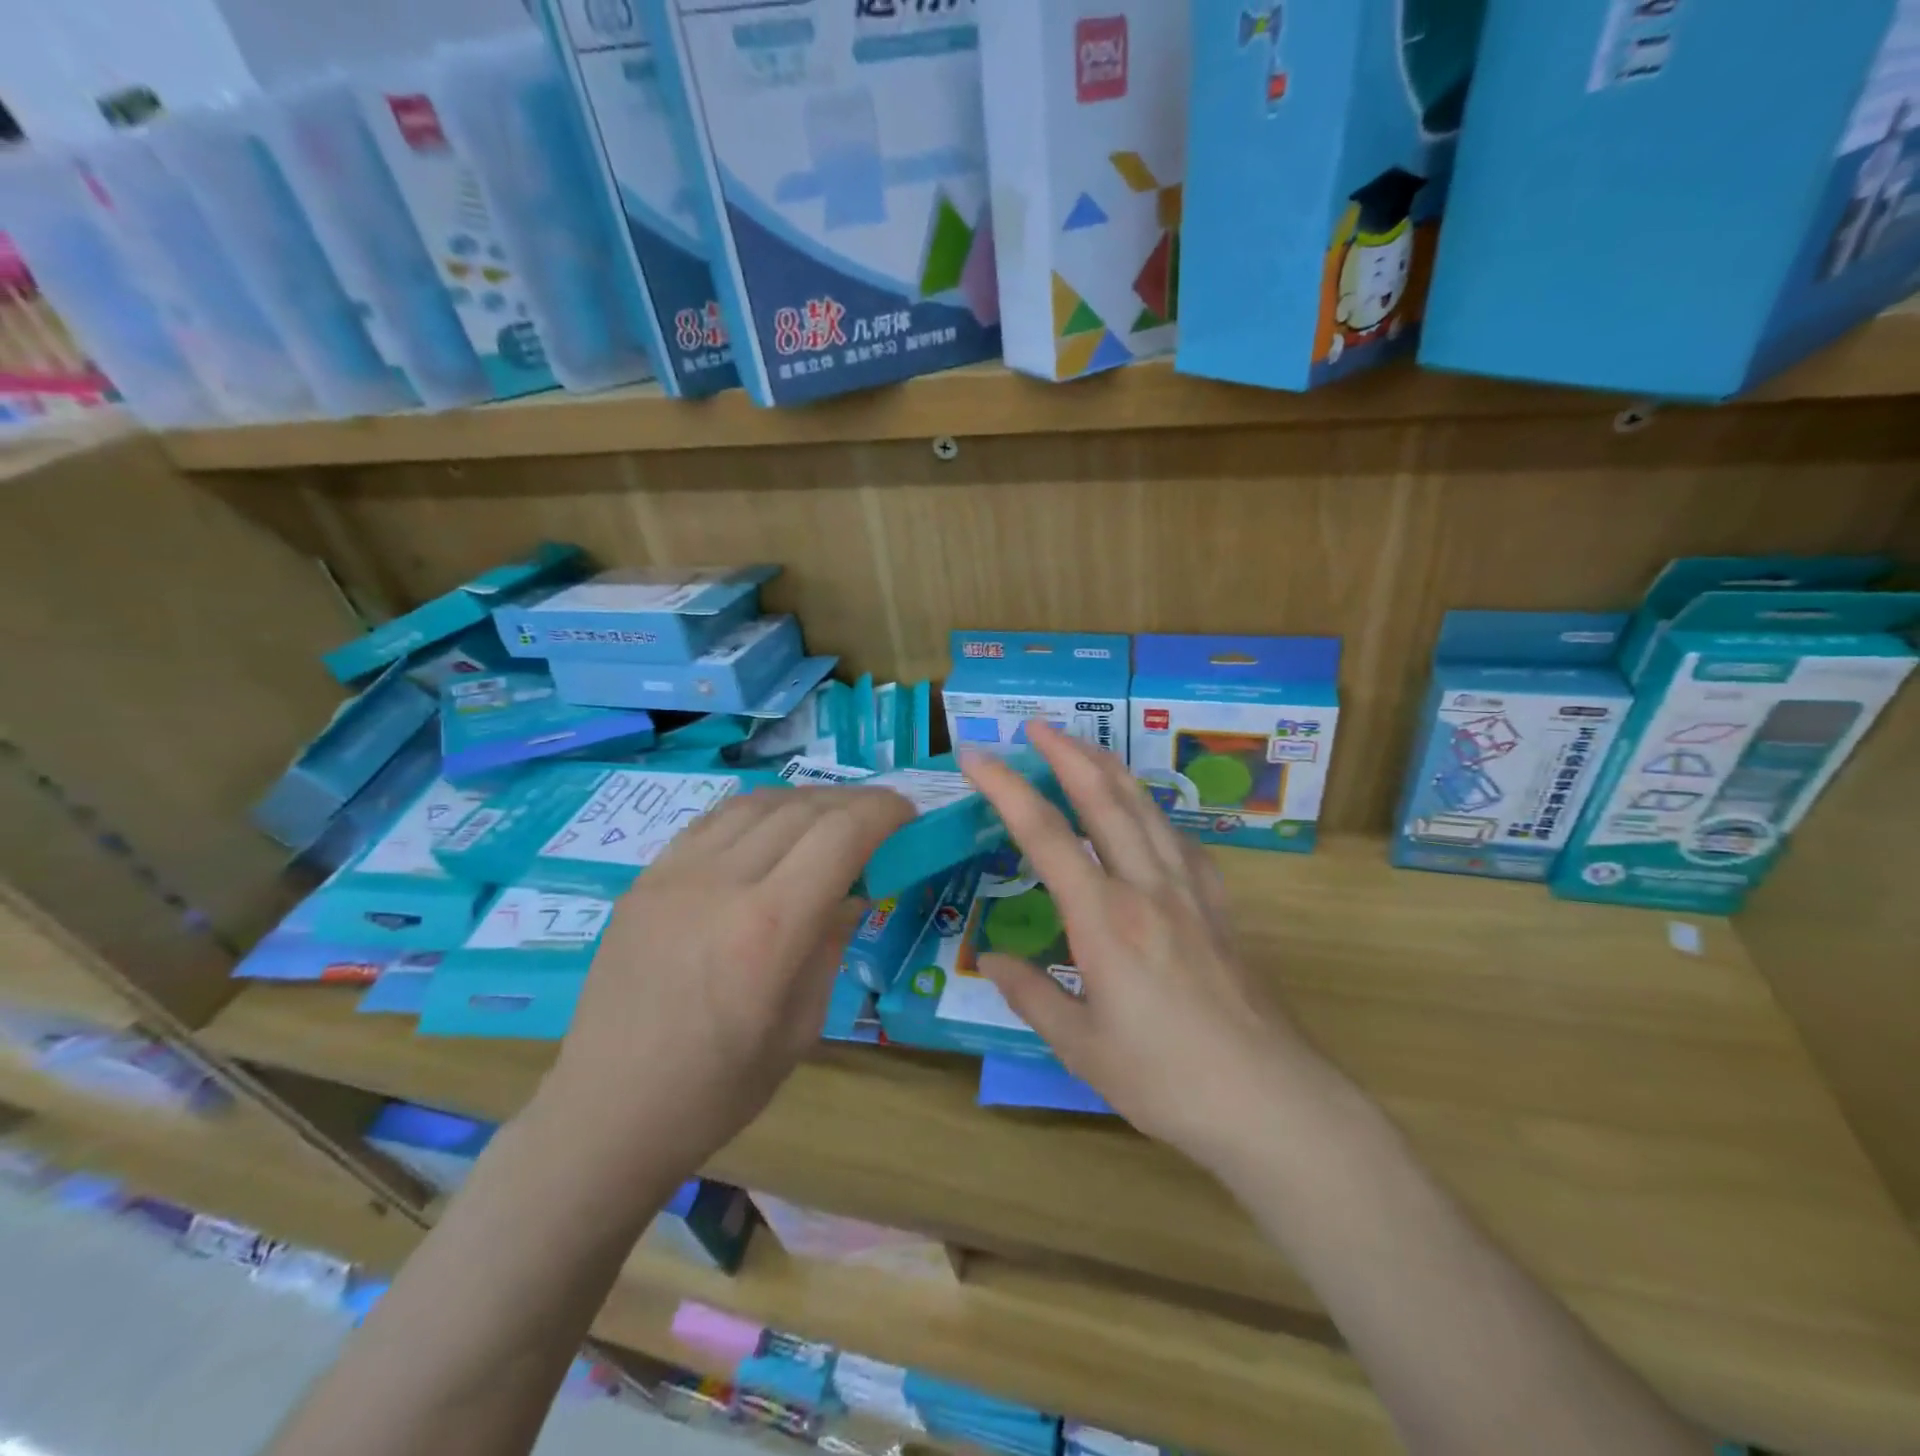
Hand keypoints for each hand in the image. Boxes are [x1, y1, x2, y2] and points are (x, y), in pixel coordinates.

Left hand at [546, 786, 914, 1178]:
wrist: (609, 1111)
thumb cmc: (719, 1087)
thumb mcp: (802, 1025)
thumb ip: (831, 943)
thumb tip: (853, 889)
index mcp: (769, 928)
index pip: (841, 835)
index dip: (883, 813)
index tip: (908, 815)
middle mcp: (722, 883)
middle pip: (804, 809)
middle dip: (854, 802)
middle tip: (880, 816)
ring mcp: (676, 874)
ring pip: (758, 803)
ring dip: (806, 800)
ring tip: (830, 817)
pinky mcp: (646, 878)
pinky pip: (713, 821)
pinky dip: (757, 812)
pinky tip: (770, 829)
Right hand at [962, 724, 1319, 1169]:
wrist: (1270, 1100)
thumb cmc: (1166, 1079)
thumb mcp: (1081, 1047)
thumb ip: (1032, 995)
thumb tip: (991, 958)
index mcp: (1104, 918)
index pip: (1044, 833)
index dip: (1006, 786)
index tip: (976, 755)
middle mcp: (1146, 886)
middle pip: (1102, 797)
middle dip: (1066, 752)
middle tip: (1035, 726)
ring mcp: (1189, 890)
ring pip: (1145, 807)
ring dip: (1109, 769)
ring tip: (1083, 748)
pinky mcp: (1219, 904)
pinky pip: (1179, 838)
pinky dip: (1151, 810)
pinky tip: (1146, 813)